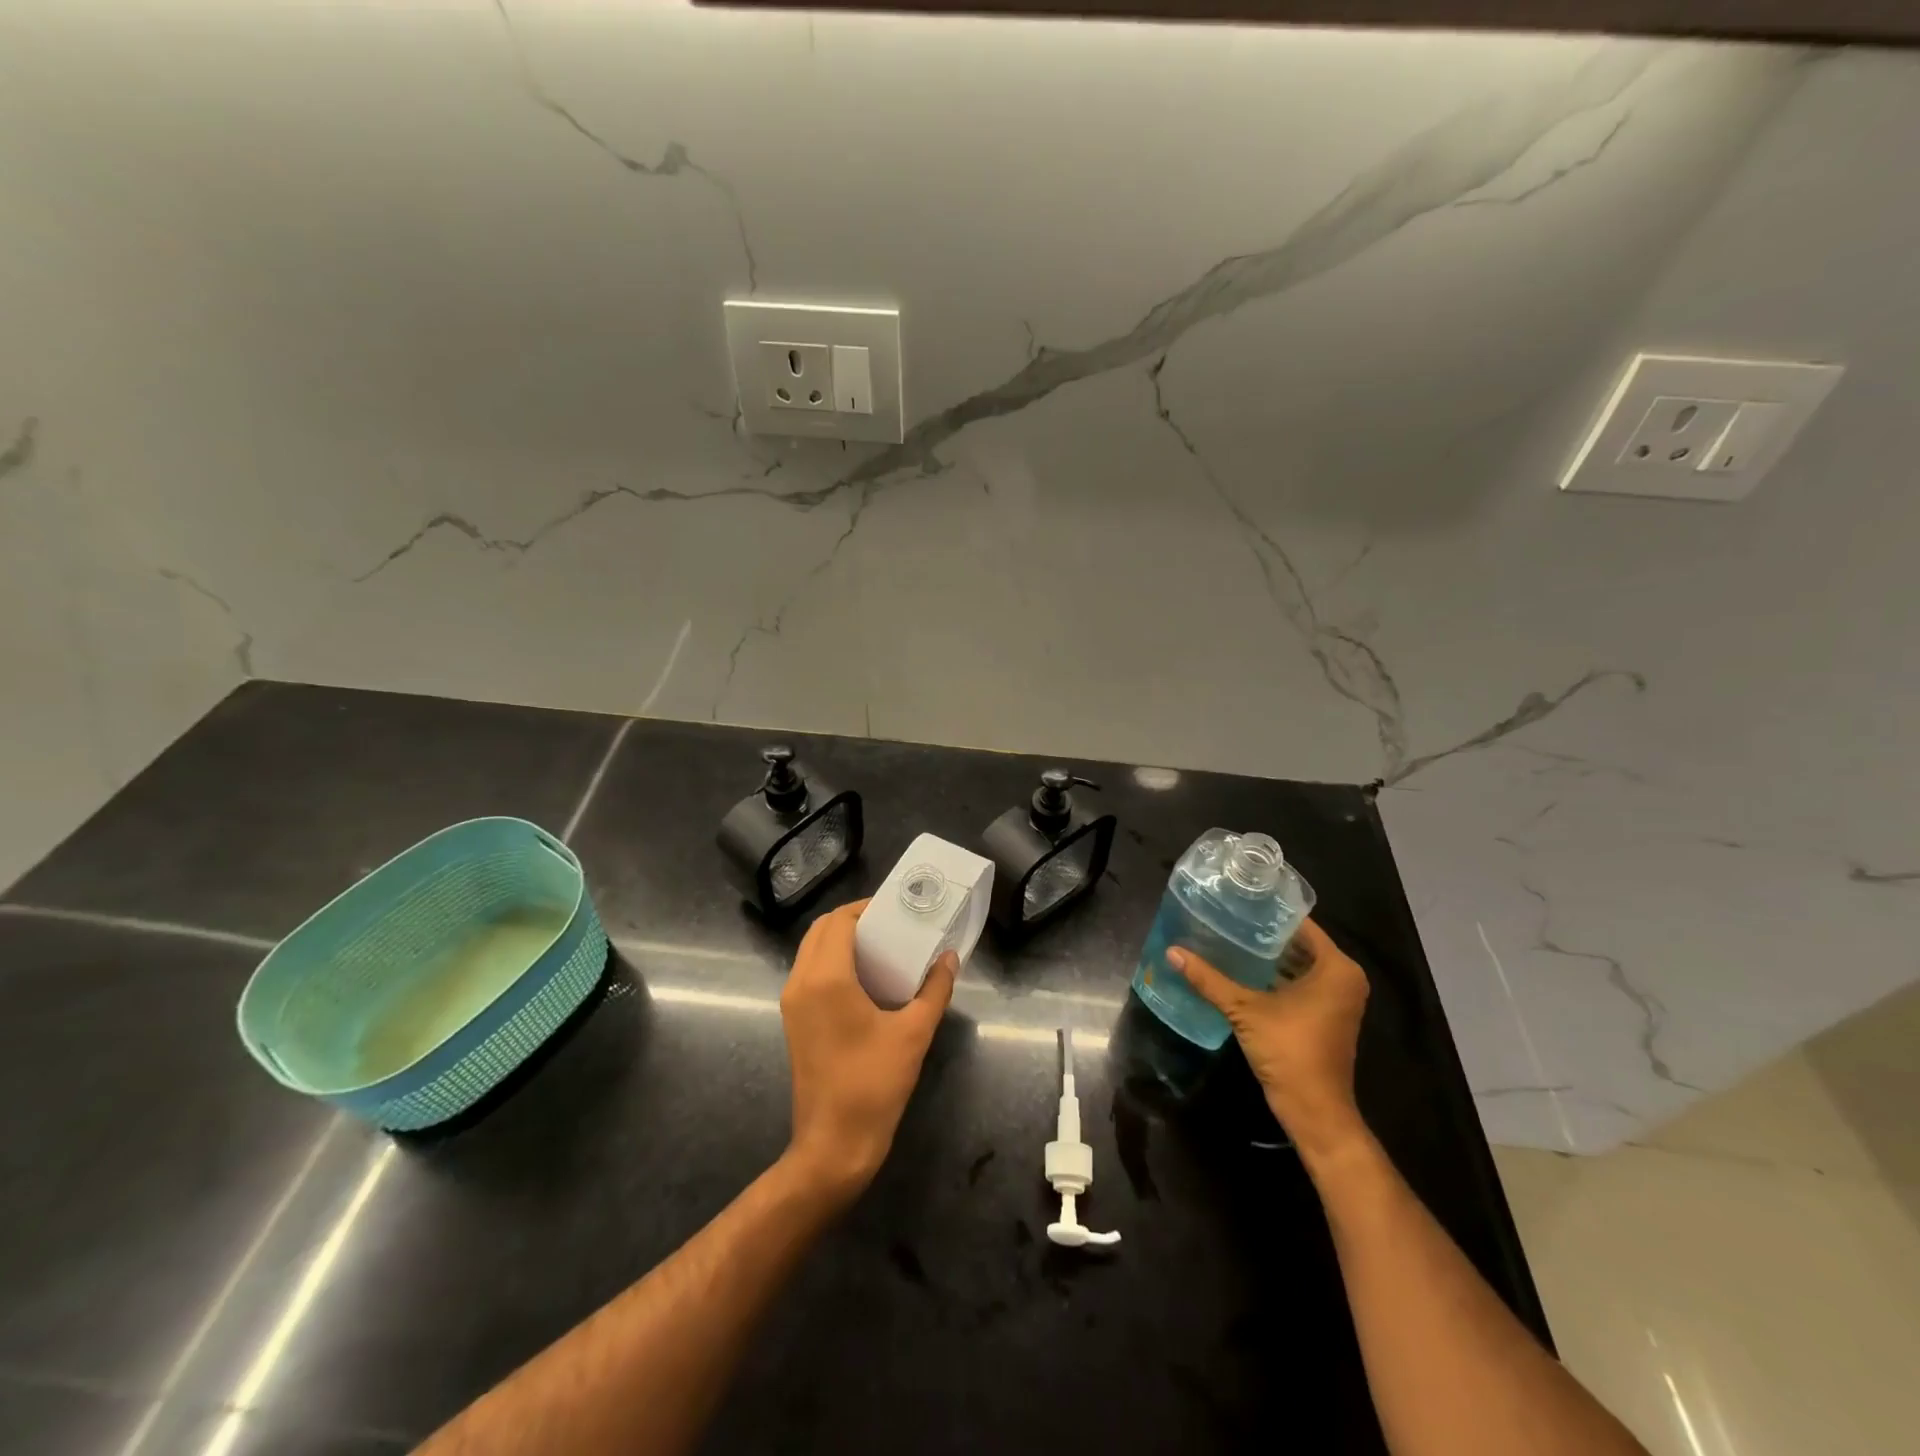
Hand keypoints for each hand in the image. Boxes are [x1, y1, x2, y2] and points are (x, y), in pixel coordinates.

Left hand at [779, 899, 956, 1201]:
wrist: (833, 1145)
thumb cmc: (873, 1084)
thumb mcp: (913, 1033)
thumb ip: (934, 989)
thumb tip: (949, 958)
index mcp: (827, 978)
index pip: (839, 921)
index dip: (865, 908)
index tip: (896, 909)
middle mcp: (801, 982)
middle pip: (821, 930)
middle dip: (854, 920)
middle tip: (891, 925)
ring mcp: (792, 1003)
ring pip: (811, 950)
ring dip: (840, 940)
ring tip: (881, 947)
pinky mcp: (793, 1021)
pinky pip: (809, 972)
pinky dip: (832, 961)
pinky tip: (865, 978)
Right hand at [1169, 918, 1369, 1161]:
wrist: (1314, 1109)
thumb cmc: (1289, 1049)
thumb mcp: (1244, 1010)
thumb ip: (1209, 979)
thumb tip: (1172, 952)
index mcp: (1337, 968)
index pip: (1302, 925)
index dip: (1270, 912)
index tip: (1239, 900)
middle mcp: (1343, 979)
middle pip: (1299, 944)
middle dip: (1265, 934)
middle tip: (1228, 916)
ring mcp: (1337, 999)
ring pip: (1299, 965)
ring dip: (1268, 957)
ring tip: (1229, 938)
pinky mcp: (1325, 1017)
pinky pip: (1300, 983)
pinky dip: (1275, 977)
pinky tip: (1241, 970)